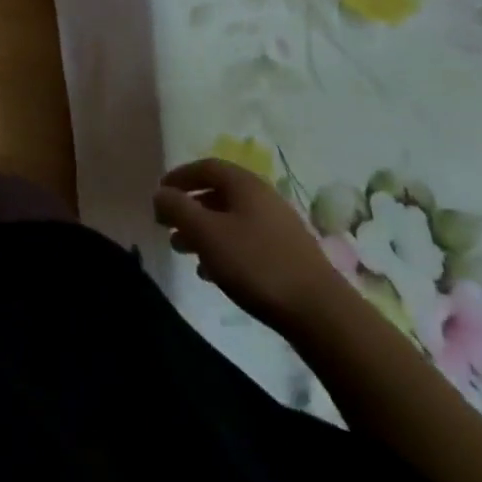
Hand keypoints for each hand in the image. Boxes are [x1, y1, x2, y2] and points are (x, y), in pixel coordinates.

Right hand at [153, 157, 346, 332]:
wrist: (322, 314)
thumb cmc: (256, 264)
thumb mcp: (206, 233)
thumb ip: (177, 208)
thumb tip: (160, 193)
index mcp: (245, 184)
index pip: (205, 167)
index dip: (179, 177)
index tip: (159, 194)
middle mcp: (263, 198)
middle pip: (218, 194)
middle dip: (189, 208)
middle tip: (167, 227)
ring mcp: (279, 227)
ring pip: (231, 220)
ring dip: (204, 231)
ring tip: (184, 252)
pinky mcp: (289, 256)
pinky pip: (246, 242)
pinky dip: (224, 249)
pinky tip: (213, 273)